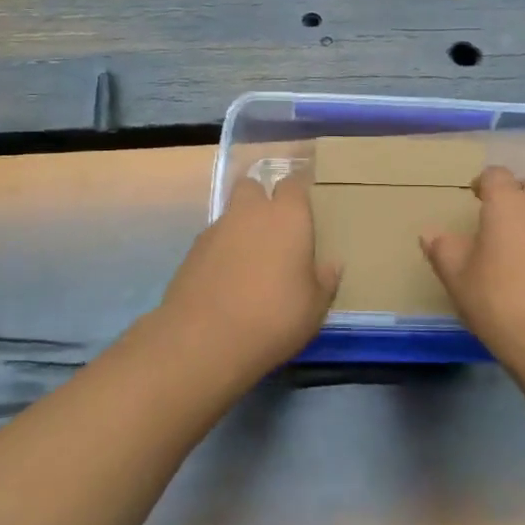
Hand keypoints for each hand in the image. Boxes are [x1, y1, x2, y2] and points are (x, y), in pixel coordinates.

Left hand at [159, 175, 339, 378]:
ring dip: (241, 228)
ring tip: (251, 262)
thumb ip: (324, 280)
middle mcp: (250, 213)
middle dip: (262, 198)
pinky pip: (213, 240)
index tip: (306, 205)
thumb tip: (331, 264)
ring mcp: (216, 230)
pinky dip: (221, 252)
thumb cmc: (273, 317)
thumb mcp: (314, 307)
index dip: (299, 191)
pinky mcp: (192, 252)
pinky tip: (227, 281)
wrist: (204, 340)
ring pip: (231, 214)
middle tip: (275, 228)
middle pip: (253, 186)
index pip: (294, 183)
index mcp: (287, 217)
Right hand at [421, 167, 524, 372]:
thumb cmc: (501, 303)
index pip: (496, 175)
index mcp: (509, 204)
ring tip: (517, 248)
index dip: (483, 182)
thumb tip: (431, 233)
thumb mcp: (458, 278)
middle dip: (514, 195)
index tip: (473, 198)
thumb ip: (442, 249)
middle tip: (496, 220)